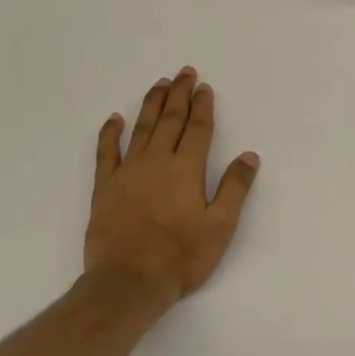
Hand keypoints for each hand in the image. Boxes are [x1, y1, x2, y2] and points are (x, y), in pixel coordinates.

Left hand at [85, 68, 260, 305]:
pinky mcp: (105, 189)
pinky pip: (106, 153)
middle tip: (184, 72)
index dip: (203, 107)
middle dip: (179, 96)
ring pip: (141, 130)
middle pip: (170, 121)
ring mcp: (127, 173)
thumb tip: (250, 156)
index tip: (205, 87)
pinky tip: (114, 119)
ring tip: (159, 84)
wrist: (128, 283)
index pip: (198, 130)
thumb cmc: (181, 256)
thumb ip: (234, 188)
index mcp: (186, 170)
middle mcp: (156, 163)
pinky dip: (110, 134)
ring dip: (151, 105)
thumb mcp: (221, 226)